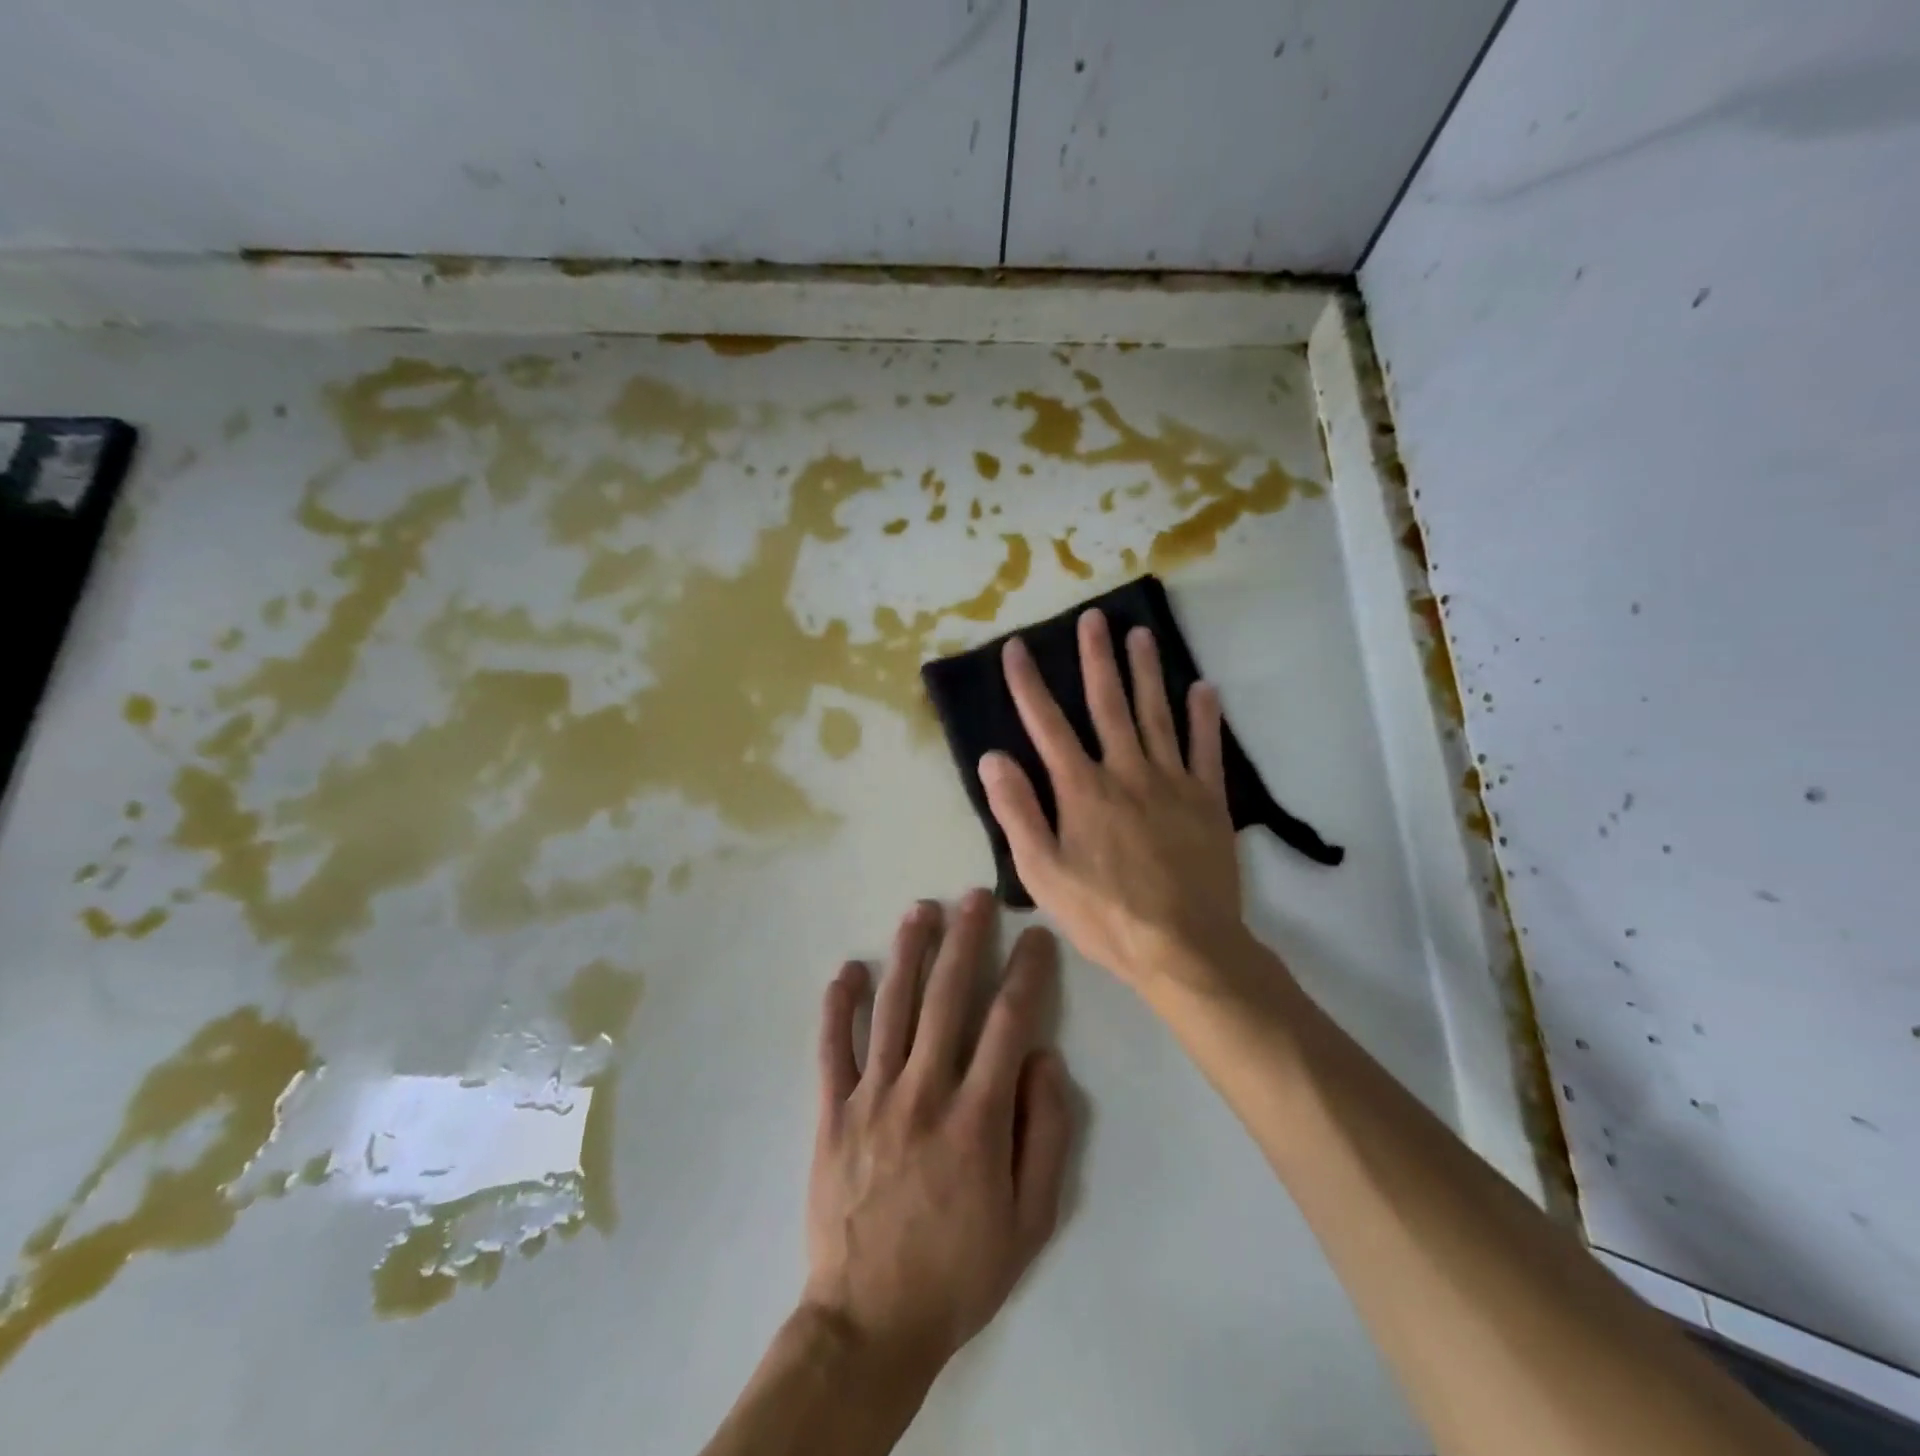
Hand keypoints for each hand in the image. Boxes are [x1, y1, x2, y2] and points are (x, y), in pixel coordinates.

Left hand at [802, 891, 1072, 1391]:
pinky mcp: (831, 1112)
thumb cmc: (959, 1272)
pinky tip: (847, 969)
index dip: (1027, 974)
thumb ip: (1045, 1135)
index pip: (1009, 1024)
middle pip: (948, 998)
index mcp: (977, 1119)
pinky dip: (838, 1006)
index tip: (1037, 938)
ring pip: (892, 1008)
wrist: (870, 1323)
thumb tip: (1044, 1060)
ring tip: (921, 910)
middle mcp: (924, 1092)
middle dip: (966, 940)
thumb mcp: (1030, 1222)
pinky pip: (832, 1048)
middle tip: (976, 897)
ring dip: (908, 953)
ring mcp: (871, 1098)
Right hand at [978, 610, 1249, 995]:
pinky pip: (1206, 749)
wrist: (1185, 947)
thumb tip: (994, 757)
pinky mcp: (1208, 800)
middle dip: (1096, 658)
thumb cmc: (1105, 915)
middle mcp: (1126, 772)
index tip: (1017, 648)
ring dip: (1146, 672)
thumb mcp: (1043, 873)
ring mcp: (1172, 782)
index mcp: (1082, 789)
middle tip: (1093, 618)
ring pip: (1156, 714)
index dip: (1029, 684)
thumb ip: (1018, 811)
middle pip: (1108, 704)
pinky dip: (1204, 717)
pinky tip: (1203, 688)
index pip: (1048, 725)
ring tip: (1140, 634)